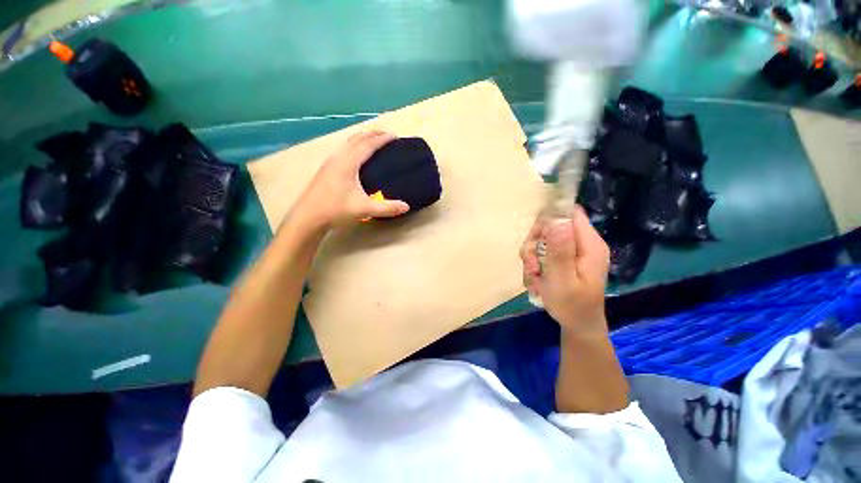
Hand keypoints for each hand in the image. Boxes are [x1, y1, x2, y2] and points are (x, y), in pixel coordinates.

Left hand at [293, 131, 409, 228]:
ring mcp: (330, 163)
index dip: (382, 139)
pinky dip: (354, 146)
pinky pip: (343, 150)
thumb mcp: (365, 209)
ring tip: (372, 139)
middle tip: (386, 134)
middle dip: (372, 134)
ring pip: (348, 143)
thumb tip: (406, 206)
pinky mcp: (326, 170)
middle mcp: (339, 158)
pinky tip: (354, 155)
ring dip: (362, 138)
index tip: (394, 136)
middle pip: (357, 139)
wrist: (308, 217)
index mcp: (348, 163)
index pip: (368, 145)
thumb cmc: (336, 210)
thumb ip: (387, 207)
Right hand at [520, 206, 609, 334]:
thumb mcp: (562, 279)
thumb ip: (559, 249)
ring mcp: (573, 251)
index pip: (570, 213)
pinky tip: (536, 279)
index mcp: (589, 244)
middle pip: (551, 226)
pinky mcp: (564, 259)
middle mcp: (582, 243)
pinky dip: (534, 264)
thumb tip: (556, 217)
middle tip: (531, 264)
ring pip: (542, 240)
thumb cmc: (571, 305)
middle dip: (535, 243)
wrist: (577, 325)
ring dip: (531, 257)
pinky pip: (542, 252)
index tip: (536, 238)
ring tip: (534, 277)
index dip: (549, 219)